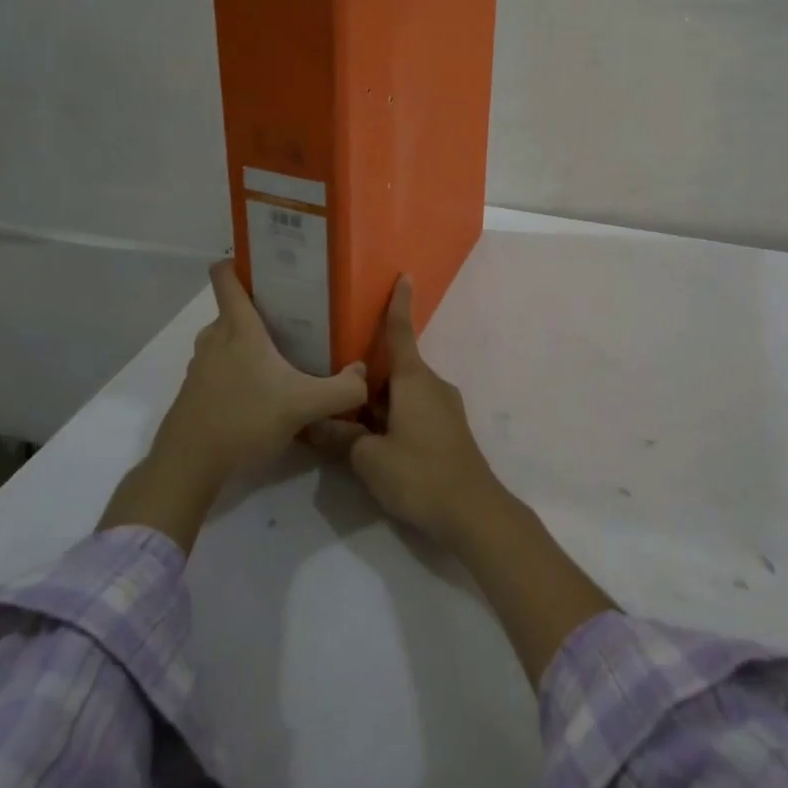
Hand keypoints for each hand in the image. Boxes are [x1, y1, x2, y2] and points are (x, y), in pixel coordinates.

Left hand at [101, 260, 367, 547]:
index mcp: (238, 328)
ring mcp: (199, 366)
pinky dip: (237, 370)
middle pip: (233, 309)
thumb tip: (363, 373)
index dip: (240, 261)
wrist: (188, 466)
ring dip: (248, 342)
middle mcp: (214, 338)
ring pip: (226, 339)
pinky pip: (218, 366)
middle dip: (261, 308)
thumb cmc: (243, 420)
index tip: (267, 263)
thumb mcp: (303, 406)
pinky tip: (260, 392)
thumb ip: (342, 390)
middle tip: (295, 316)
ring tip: (281, 354)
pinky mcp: (193, 392)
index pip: (226, 276)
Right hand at [305, 276, 505, 549]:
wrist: (473, 511)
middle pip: (395, 368)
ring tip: (348, 421)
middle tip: (335, 385)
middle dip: (367, 376)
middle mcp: (432, 385)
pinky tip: (375, 443)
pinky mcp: (449, 430)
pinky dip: (394, 416)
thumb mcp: (369, 459)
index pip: (401, 332)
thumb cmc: (419, 473)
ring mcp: (444, 408)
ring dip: (379, 402)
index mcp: (413, 379)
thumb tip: (315, 424)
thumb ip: (341, 438)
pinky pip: (415, 410)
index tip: (404, 276)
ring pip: (403, 393)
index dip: (399, 304)